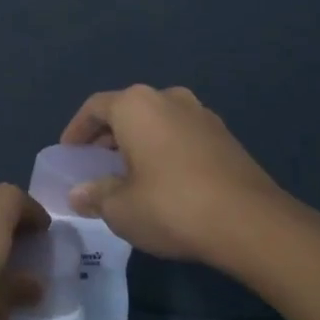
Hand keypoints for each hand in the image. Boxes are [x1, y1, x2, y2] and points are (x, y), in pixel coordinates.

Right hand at [59, 84, 289, 265]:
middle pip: (127, 111)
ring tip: (130, 175)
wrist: (250, 222)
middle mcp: (168, 98)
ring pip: (157, 122)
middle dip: (108, 137)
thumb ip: (95, 195)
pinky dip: (165, 151)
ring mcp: (202, 114)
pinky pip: (182, 136)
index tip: (69, 153)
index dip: (76, 130)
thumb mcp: (120, 208)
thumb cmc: (171, 206)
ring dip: (139, 143)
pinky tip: (165, 182)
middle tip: (95, 166)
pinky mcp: (225, 137)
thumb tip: (79, 194)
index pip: (95, 107)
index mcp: (136, 105)